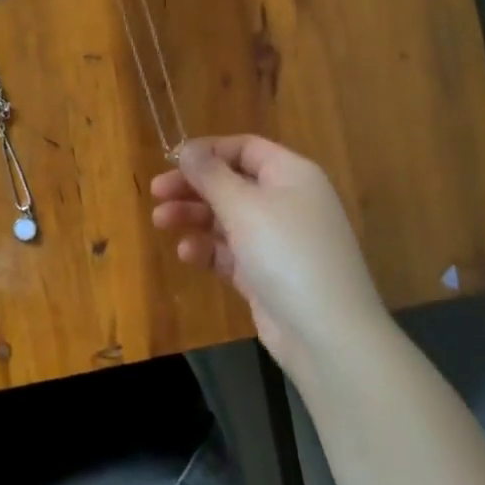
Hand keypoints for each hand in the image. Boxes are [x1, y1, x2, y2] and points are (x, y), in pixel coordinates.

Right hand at [151, 136, 385, 379]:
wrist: (328, 336)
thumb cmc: (286, 252)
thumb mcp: (243, 206)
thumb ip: (211, 175)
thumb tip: (187, 148)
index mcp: (291, 174)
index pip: (245, 149)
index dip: (208, 151)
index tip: (171, 160)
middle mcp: (287, 201)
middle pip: (232, 183)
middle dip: (193, 186)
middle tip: (156, 193)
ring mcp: (278, 240)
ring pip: (228, 218)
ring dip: (194, 216)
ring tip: (160, 222)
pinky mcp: (267, 275)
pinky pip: (232, 252)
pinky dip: (209, 249)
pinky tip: (188, 253)